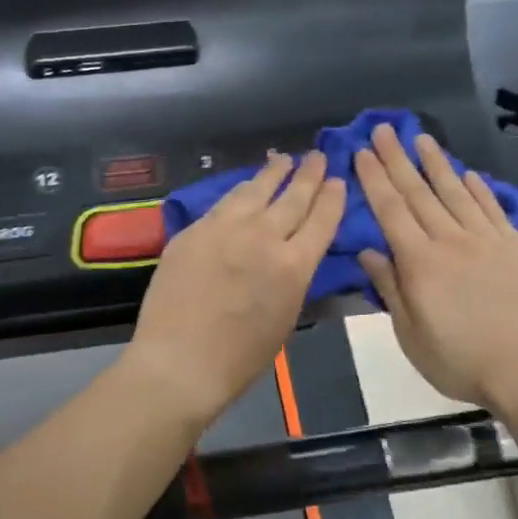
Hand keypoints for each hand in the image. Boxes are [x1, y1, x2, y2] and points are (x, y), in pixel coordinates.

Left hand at [124, 151, 344, 428]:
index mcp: (294, 266)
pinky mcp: (193, 231)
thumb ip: (291, 278)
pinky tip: (243, 188)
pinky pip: (222, 204)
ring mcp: (223, 229)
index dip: (332, 197)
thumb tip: (291, 256)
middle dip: (309, 174)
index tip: (337, 181)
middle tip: (318, 156)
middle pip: (292, 197)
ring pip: (254, 191)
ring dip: (272, 173)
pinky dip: (239, 191)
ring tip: (282, 160)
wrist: (179, 362)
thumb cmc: (239, 358)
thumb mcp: (284, 317)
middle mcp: (263, 237)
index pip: (321, 220)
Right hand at [354, 125, 517, 417]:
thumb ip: (390, 289)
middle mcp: (450, 241)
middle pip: (419, 193)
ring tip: (421, 138)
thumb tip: (368, 251)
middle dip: (398, 159)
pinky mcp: (516, 247)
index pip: (391, 211)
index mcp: (419, 262)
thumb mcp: (411, 334)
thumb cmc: (461, 360)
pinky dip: (478, 189)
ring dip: (436, 163)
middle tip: (384, 128)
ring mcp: (487, 240)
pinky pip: (492, 209)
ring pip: (456, 192)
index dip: (374, 179)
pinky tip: (468, 174)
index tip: (362, 151)